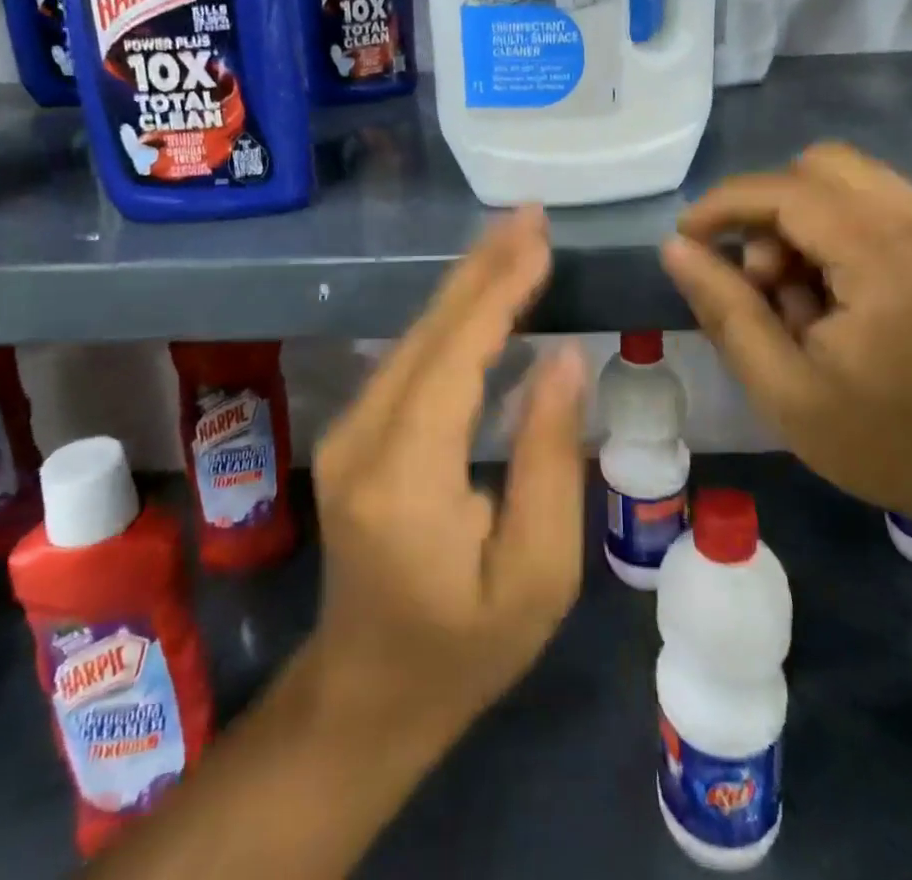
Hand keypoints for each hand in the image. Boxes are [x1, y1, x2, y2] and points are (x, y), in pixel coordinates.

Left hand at [302, 207, 588, 751]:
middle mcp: (361, 437)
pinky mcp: (353, 433)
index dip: (499, 291)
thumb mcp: (538, 575)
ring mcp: (348, 432)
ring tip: (515, 239)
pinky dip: (451, 317)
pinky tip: (482, 292)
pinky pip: (408, 358)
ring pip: (413, 336)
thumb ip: (550, 459)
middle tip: (530, 216)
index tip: (539, 239)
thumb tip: (563, 359)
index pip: (455, 356)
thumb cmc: (464, 650)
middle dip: (483, 267)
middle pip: (428, 331)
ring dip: (467, 283)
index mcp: (404, 476)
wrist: (365, 696)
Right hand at [659, 144, 911, 539]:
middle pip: (817, 167)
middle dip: (768, 211)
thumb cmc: (889, 442)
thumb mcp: (785, 391)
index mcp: (886, 260)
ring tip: (799, 294)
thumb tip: (676, 248)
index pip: (786, 191)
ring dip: (800, 219)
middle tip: (760, 280)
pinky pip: (874, 199)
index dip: (723, 205)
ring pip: (845, 178)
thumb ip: (726, 311)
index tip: (686, 239)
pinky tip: (836, 289)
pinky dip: (835, 227)